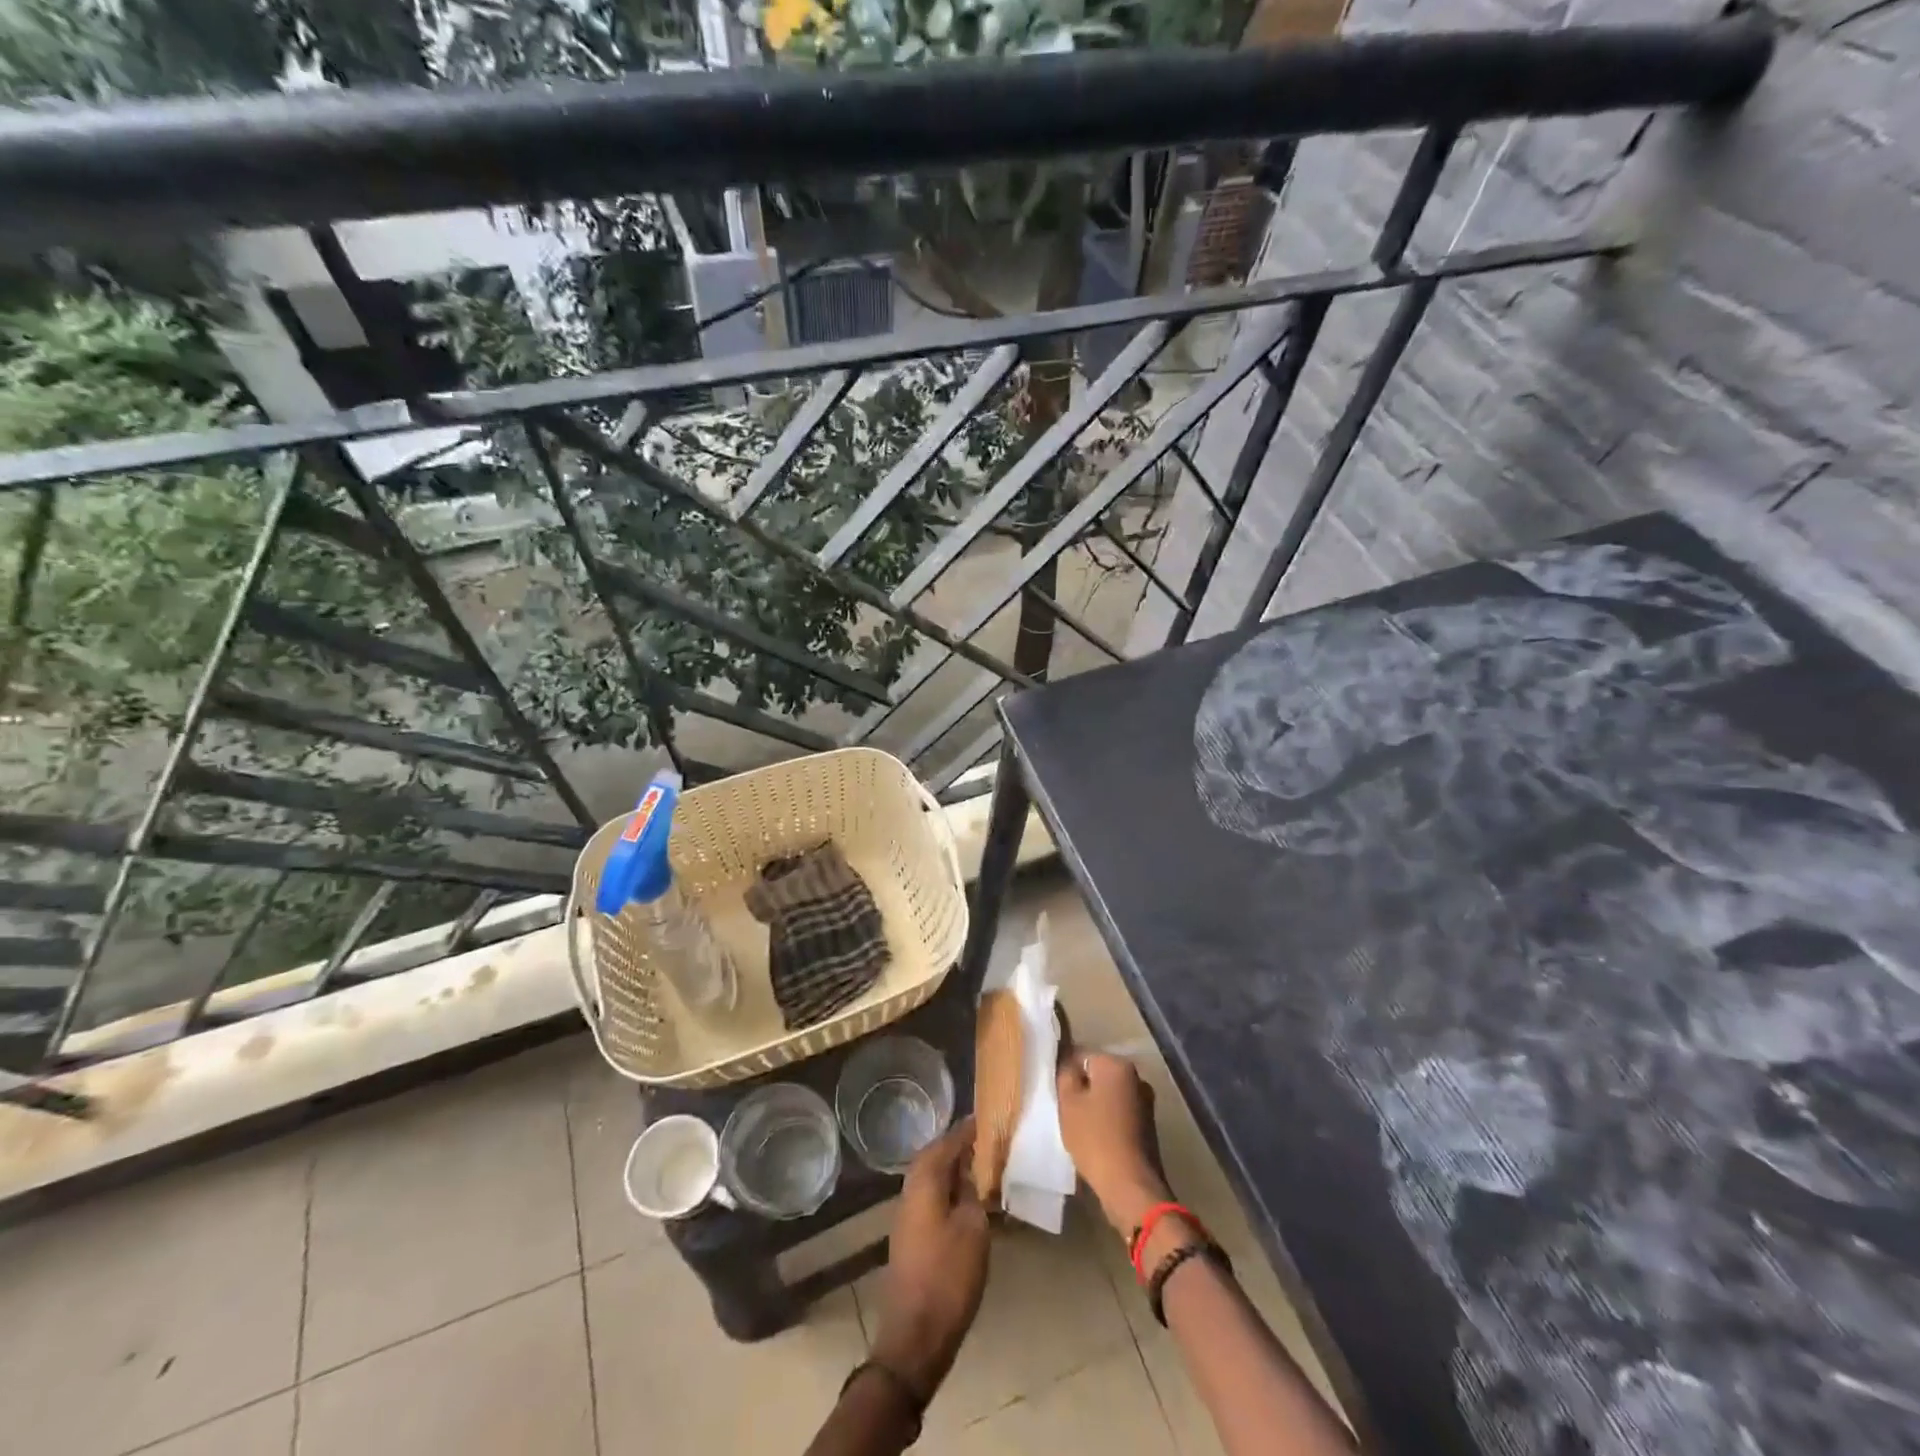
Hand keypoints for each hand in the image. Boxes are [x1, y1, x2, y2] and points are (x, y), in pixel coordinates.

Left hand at [872, 1118, 989, 1398]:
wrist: (915, 1336)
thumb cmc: (948, 1277)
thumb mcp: (974, 1230)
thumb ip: (975, 1193)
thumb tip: (974, 1171)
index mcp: (925, 1180)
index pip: (948, 1141)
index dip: (969, 1129)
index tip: (990, 1117)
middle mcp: (910, 1190)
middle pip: (936, 1156)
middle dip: (960, 1146)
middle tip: (988, 1140)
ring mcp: (907, 1214)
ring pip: (932, 1177)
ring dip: (954, 1169)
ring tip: (983, 1167)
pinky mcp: (910, 1236)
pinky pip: (931, 1197)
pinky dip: (949, 1190)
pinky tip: (968, 1200)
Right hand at [1057, 1051, 1170, 1237]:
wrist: (1130, 1185)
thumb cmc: (1094, 1138)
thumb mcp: (1068, 1102)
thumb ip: (1066, 1074)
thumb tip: (1068, 1060)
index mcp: (1117, 1064)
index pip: (1082, 1056)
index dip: (1066, 1073)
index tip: (1058, 1094)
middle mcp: (1136, 1076)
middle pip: (1098, 1074)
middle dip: (1083, 1088)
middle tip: (1066, 1110)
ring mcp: (1146, 1101)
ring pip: (1110, 1094)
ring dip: (1096, 1105)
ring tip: (1080, 1127)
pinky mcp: (1149, 1124)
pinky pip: (1120, 1112)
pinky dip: (1108, 1120)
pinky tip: (1097, 1138)